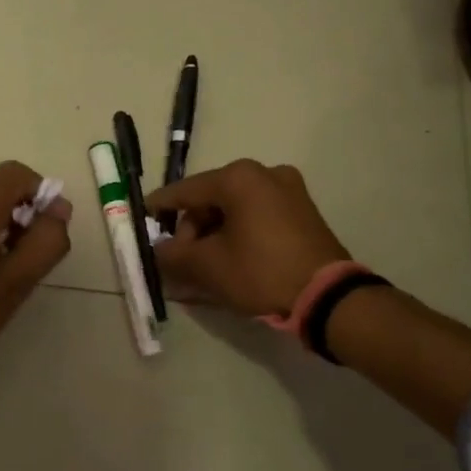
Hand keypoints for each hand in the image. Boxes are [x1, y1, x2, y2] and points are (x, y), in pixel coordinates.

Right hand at [147, 159, 350, 317]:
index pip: (185, 190)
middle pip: (211, 199)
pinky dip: (238, 235)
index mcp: (238, 178)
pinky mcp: (303, 212)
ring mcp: (289, 191)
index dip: (160, 207)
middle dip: (191, 230)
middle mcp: (264, 174)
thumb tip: (157, 252)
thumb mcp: (208, 266)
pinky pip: (257, 217)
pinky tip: (228, 261)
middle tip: (180, 261)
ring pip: (235, 209)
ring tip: (202, 267)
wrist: (328, 297)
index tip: (142, 218)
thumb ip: (174, 255)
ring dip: (214, 235)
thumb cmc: (261, 272)